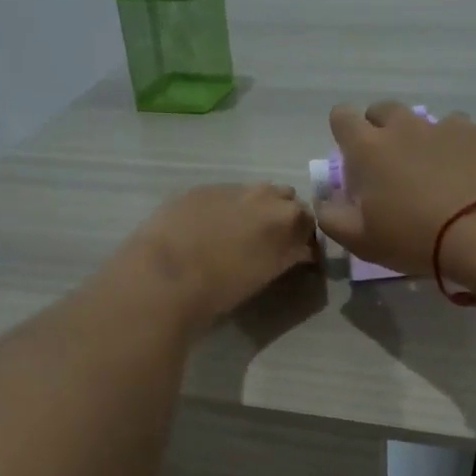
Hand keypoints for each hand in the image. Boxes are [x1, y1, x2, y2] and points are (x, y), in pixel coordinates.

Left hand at [114, 183, 316, 328]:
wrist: (164, 275)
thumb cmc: (221, 287)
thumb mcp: (266, 274)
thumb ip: (288, 255)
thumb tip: (301, 250)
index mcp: (287, 219)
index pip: (311, 222)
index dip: (305, 238)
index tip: (299, 254)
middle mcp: (264, 195)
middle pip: (286, 199)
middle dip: (284, 217)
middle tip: (271, 243)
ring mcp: (230, 188)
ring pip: (255, 192)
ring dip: (255, 208)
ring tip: (239, 234)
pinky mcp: (199, 189)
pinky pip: (224, 194)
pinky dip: (225, 208)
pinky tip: (208, 229)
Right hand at [313, 101, 475, 274]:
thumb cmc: (415, 238)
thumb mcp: (361, 241)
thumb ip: (332, 217)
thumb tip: (325, 200)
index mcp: (368, 148)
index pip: (342, 116)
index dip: (343, 132)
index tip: (352, 158)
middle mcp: (403, 126)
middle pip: (382, 110)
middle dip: (380, 130)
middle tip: (390, 166)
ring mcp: (443, 125)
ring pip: (422, 120)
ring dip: (419, 139)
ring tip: (432, 172)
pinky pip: (458, 130)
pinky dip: (455, 146)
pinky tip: (465, 174)